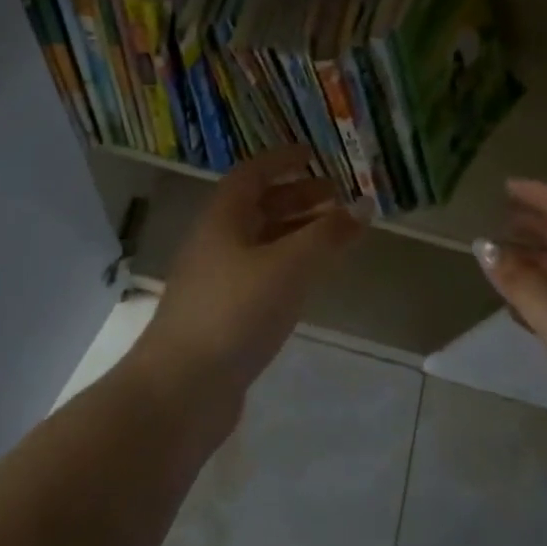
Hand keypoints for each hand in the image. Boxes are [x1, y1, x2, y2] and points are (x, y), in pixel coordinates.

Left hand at [135, 146, 364, 412]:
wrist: (181, 391)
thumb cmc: (235, 312)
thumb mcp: (290, 266)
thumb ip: (328, 235)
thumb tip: (364, 204)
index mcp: (222, 219)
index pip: (252, 174)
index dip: (282, 160)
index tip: (314, 154)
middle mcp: (215, 242)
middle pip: (257, 207)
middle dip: (297, 197)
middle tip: (337, 197)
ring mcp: (215, 281)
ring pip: (260, 243)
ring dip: (295, 232)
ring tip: (333, 236)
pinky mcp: (221, 316)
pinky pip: (260, 274)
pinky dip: (287, 266)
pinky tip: (308, 281)